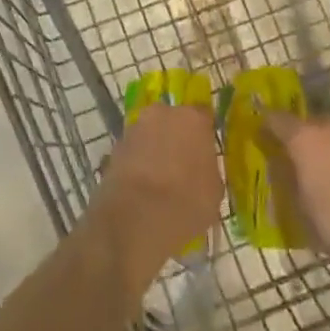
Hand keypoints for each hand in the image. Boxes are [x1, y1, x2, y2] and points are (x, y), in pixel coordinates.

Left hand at [85, 104, 221, 295]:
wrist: (138, 217)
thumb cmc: (187, 202)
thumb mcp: (214, 190)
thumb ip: (208, 168)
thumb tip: (201, 168)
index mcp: (193, 118)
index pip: (203, 116)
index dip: (203, 134)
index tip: (204, 152)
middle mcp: (163, 113)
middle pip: (173, 120)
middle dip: (176, 137)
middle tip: (180, 165)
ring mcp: (136, 127)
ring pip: (150, 134)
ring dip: (154, 149)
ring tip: (157, 180)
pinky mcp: (115, 146)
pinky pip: (133, 151)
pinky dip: (136, 162)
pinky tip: (140, 187)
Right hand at [263, 109, 329, 268]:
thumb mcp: (302, 210)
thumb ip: (288, 185)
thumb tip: (280, 172)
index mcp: (304, 135)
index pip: (275, 119)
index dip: (264, 126)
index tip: (258, 135)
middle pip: (306, 125)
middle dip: (299, 139)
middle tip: (293, 160)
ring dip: (325, 149)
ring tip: (322, 174)